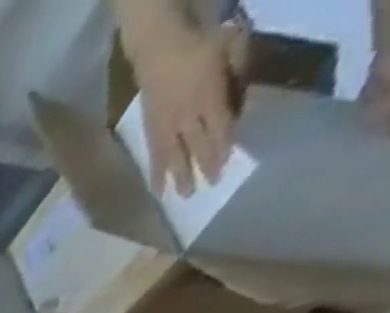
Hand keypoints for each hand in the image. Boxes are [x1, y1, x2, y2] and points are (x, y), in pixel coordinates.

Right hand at [127, 21, 243, 195]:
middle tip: (207, 188)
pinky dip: (156, 172)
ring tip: (181, 195)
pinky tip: (157, 187)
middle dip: (203, 167)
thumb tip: (238, 101)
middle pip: (197, 146)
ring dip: (178, 177)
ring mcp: (166, 126)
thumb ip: (238, 73)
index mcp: (209, 96)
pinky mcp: (151, 130)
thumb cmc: (201, 40)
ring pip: (174, 157)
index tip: (225, 165)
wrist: (160, 46)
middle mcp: (187, 117)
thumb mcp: (233, 45)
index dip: (223, 147)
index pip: (219, 127)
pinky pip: (155, 155)